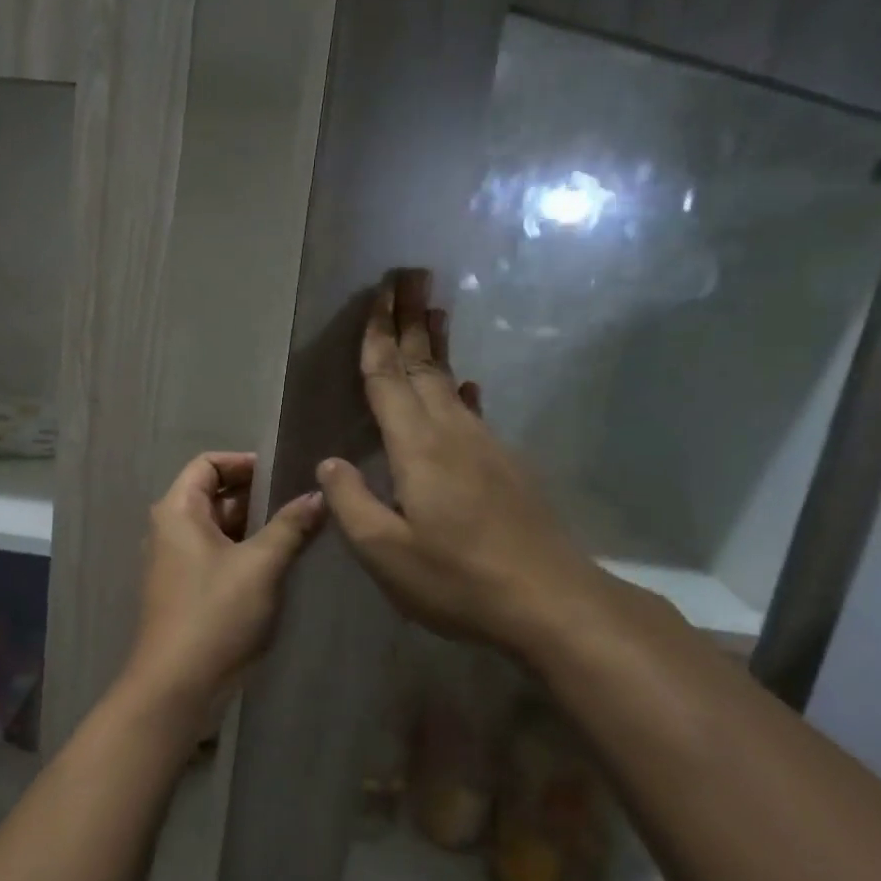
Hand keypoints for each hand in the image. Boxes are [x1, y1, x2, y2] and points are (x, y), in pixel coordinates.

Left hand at [125, 452, 325, 722]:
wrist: (178, 685)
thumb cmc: (215, 613)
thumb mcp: (260, 565)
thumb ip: (290, 525)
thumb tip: (317, 494)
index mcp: (177, 510)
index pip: (207, 463)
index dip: (244, 463)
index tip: (283, 474)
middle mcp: (170, 529)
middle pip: (213, 494)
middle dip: (257, 495)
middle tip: (301, 502)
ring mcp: (176, 562)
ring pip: (218, 528)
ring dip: (255, 526)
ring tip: (300, 529)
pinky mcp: (187, 590)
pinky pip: (217, 555)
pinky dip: (245, 551)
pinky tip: (280, 562)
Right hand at [315, 270, 612, 648]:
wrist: (552, 604)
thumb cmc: (458, 580)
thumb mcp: (386, 552)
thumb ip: (351, 503)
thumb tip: (328, 462)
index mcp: (417, 449)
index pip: (389, 380)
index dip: (378, 338)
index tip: (376, 296)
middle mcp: (453, 435)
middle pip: (425, 366)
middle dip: (411, 320)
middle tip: (405, 276)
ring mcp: (486, 448)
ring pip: (451, 383)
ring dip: (438, 345)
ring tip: (434, 311)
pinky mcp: (506, 468)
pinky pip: (473, 413)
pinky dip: (461, 389)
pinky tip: (466, 386)